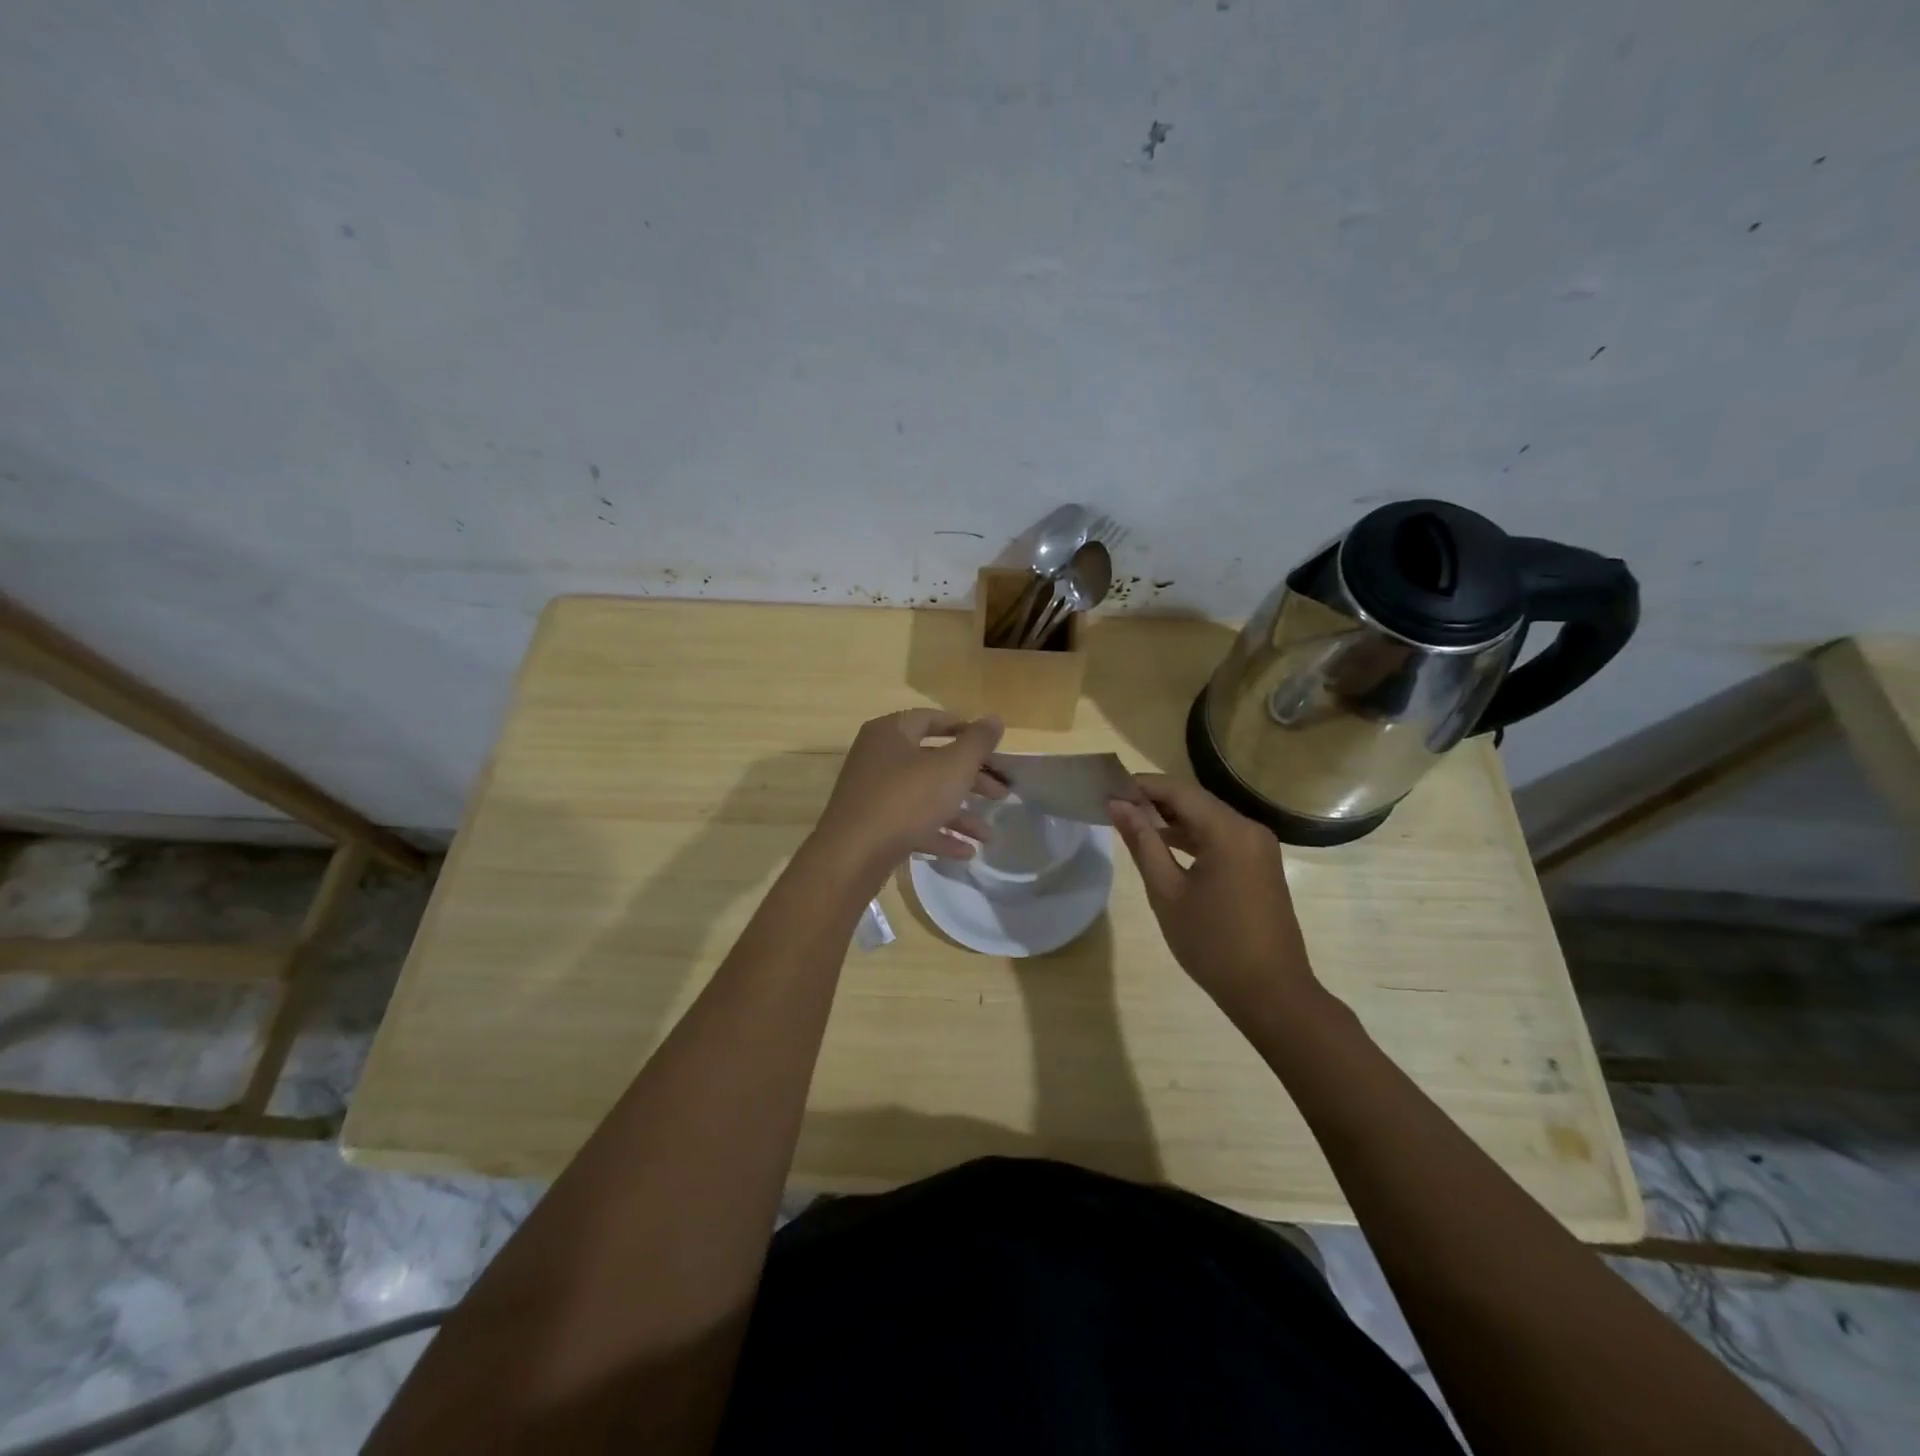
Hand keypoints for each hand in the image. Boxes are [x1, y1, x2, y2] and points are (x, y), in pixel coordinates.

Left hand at [813, 709, 1006, 873]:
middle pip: (934, 761)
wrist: (853, 856)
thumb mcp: (952, 767)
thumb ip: (976, 742)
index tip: (993, 747)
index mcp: (891, 733)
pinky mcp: (873, 826)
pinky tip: (966, 852)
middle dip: (971, 779)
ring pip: (926, 796)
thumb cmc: (906, 799)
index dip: (965, 729)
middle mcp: (879, 758)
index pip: (932, 719)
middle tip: (1002, 794)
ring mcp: (874, 794)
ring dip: (960, 813)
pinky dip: (939, 834)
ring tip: (989, 835)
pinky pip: (912, 824)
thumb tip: (994, 719)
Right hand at [1109, 774, 1317, 1024]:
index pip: (1178, 790)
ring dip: (1172, 819)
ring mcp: (1258, 847)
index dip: (1141, 785)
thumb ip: (1142, 843)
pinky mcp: (1260, 864)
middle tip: (1114, 806)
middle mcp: (1249, 829)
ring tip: (1131, 823)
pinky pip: (1221, 837)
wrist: (1271, 993)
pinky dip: (1192, 836)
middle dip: (1154, 800)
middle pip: (1195, 800)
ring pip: (1208, 818)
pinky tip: (1164, 845)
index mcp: (1228, 831)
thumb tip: (1117, 805)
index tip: (1107, 789)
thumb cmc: (1212, 943)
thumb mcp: (1167, 892)